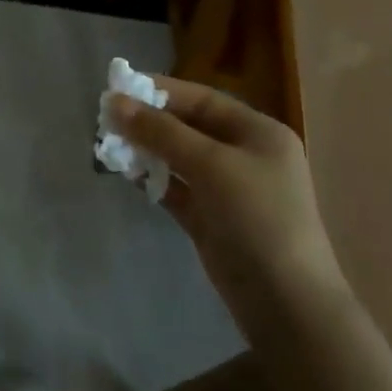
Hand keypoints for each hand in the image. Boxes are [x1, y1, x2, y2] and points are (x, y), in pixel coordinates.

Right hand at [111, 78, 344, 307]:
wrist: (285, 303)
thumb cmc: (256, 218)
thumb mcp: (211, 165)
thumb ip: (162, 132)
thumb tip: (115, 102)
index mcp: (258, 132)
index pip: (203, 99)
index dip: (161, 91)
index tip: (118, 87)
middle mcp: (244, 155)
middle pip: (188, 127)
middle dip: (149, 122)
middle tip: (106, 119)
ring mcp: (228, 189)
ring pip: (179, 158)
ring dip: (147, 150)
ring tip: (108, 145)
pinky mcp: (211, 219)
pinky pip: (176, 189)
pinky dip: (153, 180)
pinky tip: (126, 173)